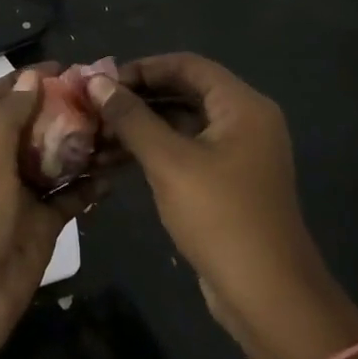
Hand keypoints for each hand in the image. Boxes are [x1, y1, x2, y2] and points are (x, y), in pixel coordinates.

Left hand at [0, 65, 99, 358]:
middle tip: (102, 97)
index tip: (60, 68)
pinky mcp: (41, 228)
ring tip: (118, 128)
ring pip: (54, 162)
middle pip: (30, 129)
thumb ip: (7, 119)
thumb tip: (29, 77)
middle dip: (60, 111)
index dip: (20, 81)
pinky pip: (69, 199)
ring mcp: (20, 199)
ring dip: (81, 146)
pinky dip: (89, 186)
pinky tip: (116, 173)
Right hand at [87, 54, 357, 358]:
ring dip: (140, 126)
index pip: (186, 65)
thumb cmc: (219, 216)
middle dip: (137, 98)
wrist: (265, 293)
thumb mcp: (169, 162)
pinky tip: (115, 159)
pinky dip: (153, 150)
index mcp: (242, 106)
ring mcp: (237, 153)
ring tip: (95, 134)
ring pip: (181, 123)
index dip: (142, 68)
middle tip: (92, 107)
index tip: (101, 81)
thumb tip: (96, 82)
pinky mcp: (226, 182)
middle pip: (183, 92)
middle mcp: (244, 121)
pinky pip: (185, 151)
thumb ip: (131, 118)